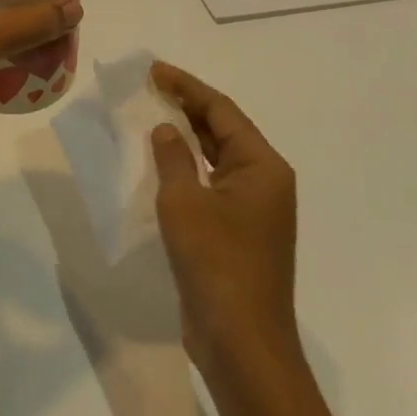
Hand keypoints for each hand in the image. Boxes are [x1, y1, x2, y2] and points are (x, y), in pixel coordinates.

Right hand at [150, 62, 299, 378]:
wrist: (242, 345)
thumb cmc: (217, 264)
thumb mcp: (184, 202)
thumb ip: (173, 157)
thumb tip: (167, 129)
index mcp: (262, 166)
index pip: (221, 111)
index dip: (187, 86)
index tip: (155, 70)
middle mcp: (265, 182)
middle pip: (224, 131)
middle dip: (187, 107)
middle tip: (150, 87)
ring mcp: (255, 210)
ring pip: (218, 158)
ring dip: (188, 137)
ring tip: (153, 116)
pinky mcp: (240, 233)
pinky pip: (213, 184)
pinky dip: (190, 168)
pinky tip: (164, 164)